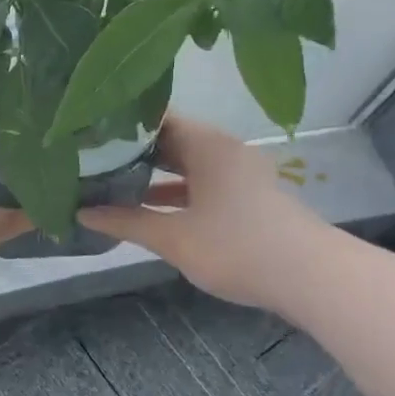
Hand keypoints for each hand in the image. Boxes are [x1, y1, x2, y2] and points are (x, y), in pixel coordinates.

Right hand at [80, 114, 332, 310]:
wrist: (312, 278)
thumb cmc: (238, 247)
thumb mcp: (174, 237)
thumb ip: (127, 221)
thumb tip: (82, 212)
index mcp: (206, 144)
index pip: (155, 116)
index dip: (120, 122)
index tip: (87, 131)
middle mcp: (223, 148)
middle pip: (170, 138)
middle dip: (131, 149)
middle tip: (89, 156)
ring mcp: (238, 172)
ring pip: (185, 162)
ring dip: (152, 172)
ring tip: (108, 179)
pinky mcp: (246, 195)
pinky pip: (201, 181)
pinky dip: (174, 189)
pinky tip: (147, 205)